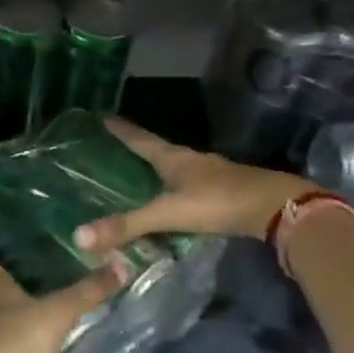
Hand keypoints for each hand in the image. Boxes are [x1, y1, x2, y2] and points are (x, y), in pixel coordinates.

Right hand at [74, 118, 311, 250]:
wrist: (276, 208)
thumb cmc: (219, 201)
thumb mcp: (169, 213)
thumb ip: (128, 225)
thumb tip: (78, 236)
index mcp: (173, 158)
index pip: (139, 138)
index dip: (120, 129)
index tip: (101, 116)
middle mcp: (189, 160)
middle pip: (155, 150)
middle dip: (133, 147)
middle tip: (109, 147)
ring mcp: (208, 175)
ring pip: (172, 168)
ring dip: (153, 169)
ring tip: (132, 174)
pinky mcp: (221, 192)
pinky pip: (186, 185)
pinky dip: (170, 189)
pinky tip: (167, 199)